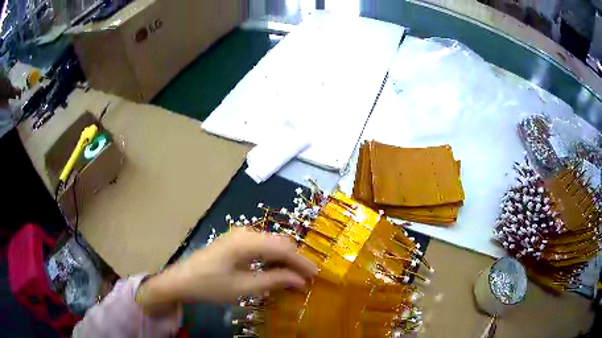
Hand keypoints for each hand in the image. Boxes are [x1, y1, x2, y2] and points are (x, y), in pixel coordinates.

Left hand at [136, 228, 317, 314]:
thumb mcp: (244, 288)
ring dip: (285, 259)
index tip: (316, 276)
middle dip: (295, 260)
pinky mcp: (235, 241)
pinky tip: (276, 270)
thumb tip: (300, 281)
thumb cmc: (211, 286)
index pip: (284, 248)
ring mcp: (239, 235)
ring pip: (272, 244)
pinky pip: (262, 246)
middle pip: (280, 243)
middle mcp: (245, 232)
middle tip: (307, 279)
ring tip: (295, 277)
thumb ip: (274, 281)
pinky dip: (273, 258)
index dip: (302, 262)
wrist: (182, 280)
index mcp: (247, 242)